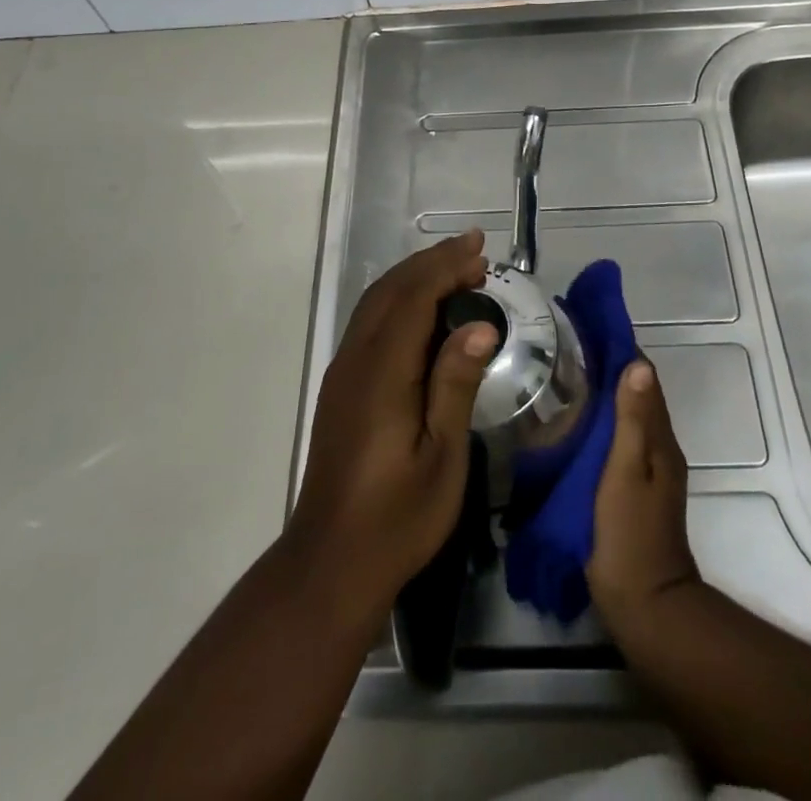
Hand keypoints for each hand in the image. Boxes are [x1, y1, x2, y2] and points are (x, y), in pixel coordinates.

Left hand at [285, 231, 499, 613]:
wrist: (331, 561)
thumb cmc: (397, 516)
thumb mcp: (441, 456)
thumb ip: (455, 384)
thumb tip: (479, 326)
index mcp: (381, 372)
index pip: (414, 298)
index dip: (445, 266)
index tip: (479, 249)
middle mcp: (356, 360)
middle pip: (391, 290)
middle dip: (432, 263)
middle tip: (474, 252)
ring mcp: (343, 372)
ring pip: (376, 303)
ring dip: (415, 278)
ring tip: (455, 271)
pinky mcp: (341, 387)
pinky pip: (370, 323)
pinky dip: (400, 300)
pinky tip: (424, 311)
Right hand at [587, 359, 700, 632]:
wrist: (645, 605)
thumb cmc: (631, 534)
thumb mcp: (628, 472)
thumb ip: (633, 421)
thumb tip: (639, 364)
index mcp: (660, 441)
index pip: (645, 381)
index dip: (623, 353)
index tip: (592, 329)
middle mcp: (659, 449)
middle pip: (637, 397)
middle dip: (610, 370)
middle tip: (569, 348)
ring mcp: (647, 471)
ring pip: (627, 419)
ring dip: (605, 395)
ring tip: (566, 375)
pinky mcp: (631, 489)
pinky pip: (618, 441)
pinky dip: (601, 422)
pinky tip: (575, 422)